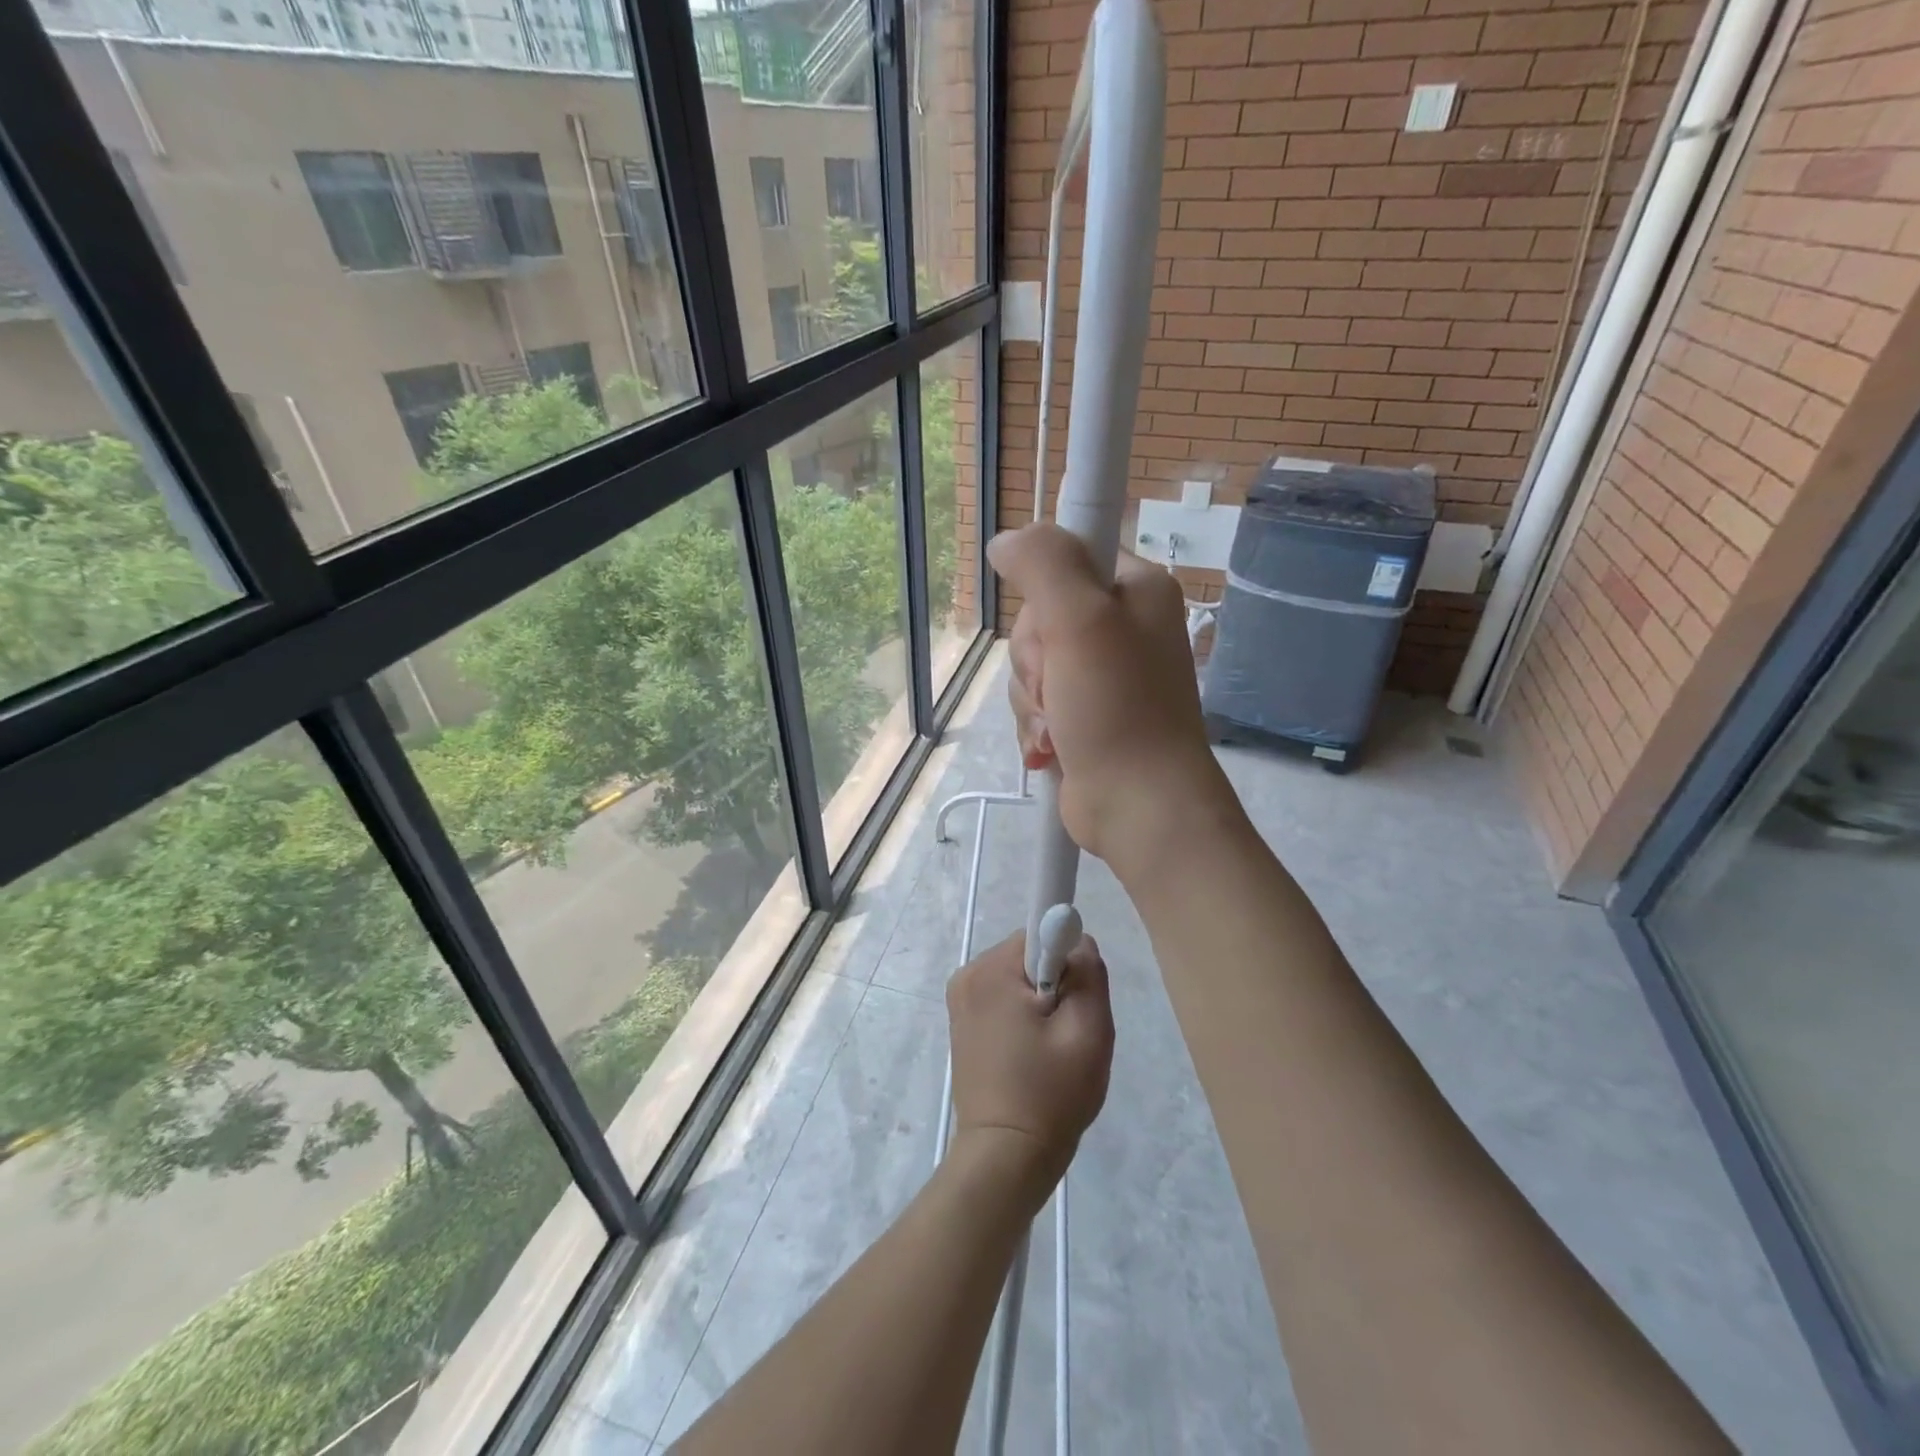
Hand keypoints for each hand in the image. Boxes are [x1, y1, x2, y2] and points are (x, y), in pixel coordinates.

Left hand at [946, 931, 1113, 1193]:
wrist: (1005, 1158)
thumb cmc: (1050, 1094)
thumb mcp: (1088, 1031)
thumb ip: (1088, 972)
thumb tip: (1078, 939)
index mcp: (991, 970)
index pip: (1041, 932)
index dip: (1067, 960)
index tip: (1075, 1001)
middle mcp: (968, 975)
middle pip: (1030, 956)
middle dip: (1056, 985)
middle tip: (1068, 1034)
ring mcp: (960, 1001)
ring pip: (1020, 980)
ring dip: (1042, 1005)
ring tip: (1051, 1052)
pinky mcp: (962, 1023)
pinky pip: (1004, 1000)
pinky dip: (1024, 1019)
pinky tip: (1033, 1057)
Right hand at [988, 522, 1238, 875]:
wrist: (1141, 806)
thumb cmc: (1118, 707)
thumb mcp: (1080, 619)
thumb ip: (1043, 562)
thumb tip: (1006, 541)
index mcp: (1137, 589)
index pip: (1068, 557)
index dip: (1045, 592)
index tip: (1053, 627)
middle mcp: (1123, 626)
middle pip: (1040, 618)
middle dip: (1036, 660)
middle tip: (1061, 686)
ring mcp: (1103, 675)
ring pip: (1032, 665)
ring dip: (1034, 701)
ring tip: (1060, 728)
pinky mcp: (1085, 715)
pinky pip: (1037, 703)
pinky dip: (1037, 727)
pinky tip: (1051, 750)